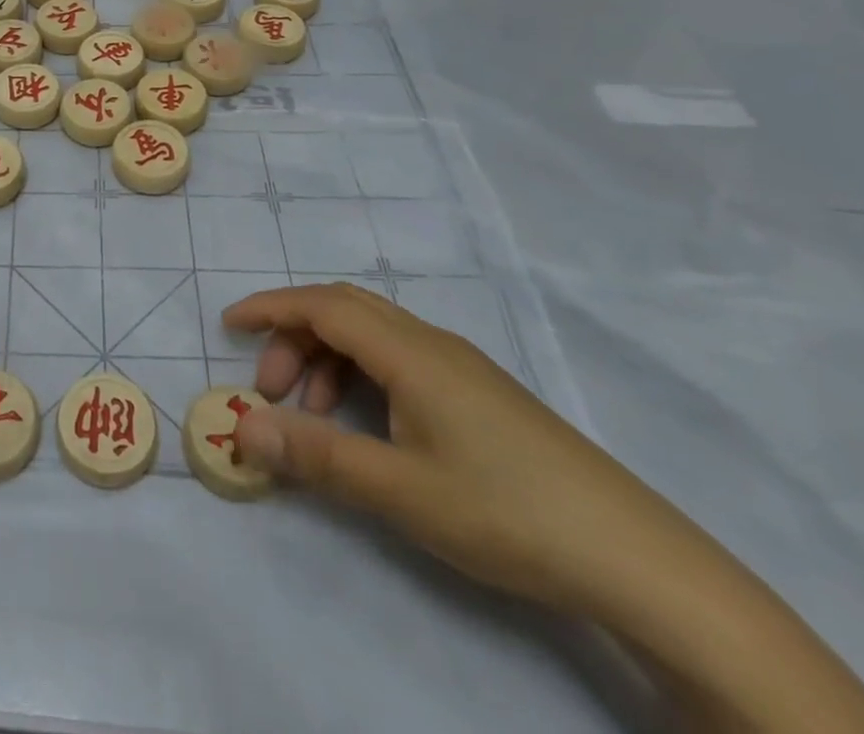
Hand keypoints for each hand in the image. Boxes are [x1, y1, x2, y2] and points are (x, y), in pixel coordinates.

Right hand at [221, 282, 701, 620]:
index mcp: (409, 352)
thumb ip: (316, 455)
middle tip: (269, 390)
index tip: (228, 324)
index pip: (322, 305)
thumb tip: (243, 429)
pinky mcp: (479, 395)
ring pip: (372, 336)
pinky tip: (368, 428)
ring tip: (314, 419)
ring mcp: (460, 368)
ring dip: (328, 361)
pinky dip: (362, 378)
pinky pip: (399, 360)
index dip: (270, 307)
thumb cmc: (505, 510)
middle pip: (344, 311)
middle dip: (294, 337)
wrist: (635, 558)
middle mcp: (431, 344)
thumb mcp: (398, 489)